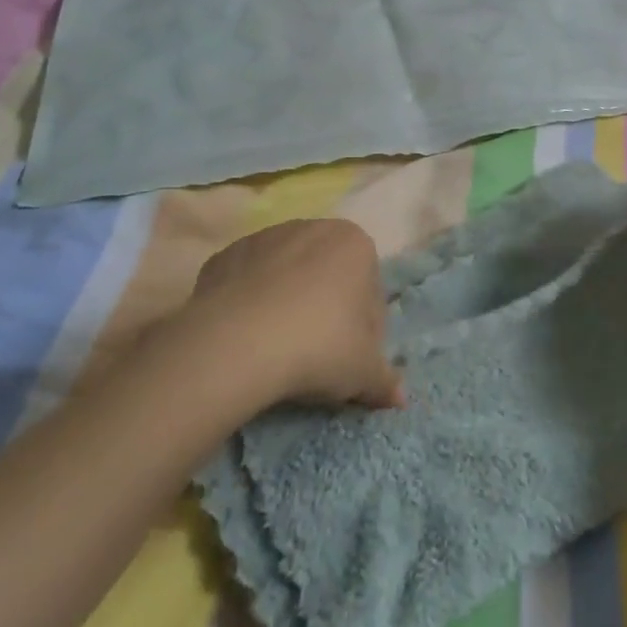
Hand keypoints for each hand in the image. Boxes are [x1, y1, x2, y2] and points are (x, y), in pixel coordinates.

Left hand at [184, 218, 404, 410]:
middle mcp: (312, 228)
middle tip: (317, 357)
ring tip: (277, 350)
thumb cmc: (318, 346)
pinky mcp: (225, 256)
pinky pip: (247, 282)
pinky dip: (250, 303)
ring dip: (287, 304)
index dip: (365, 329)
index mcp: (354, 244)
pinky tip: (246, 338)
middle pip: (327, 276)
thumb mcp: (363, 372)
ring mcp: (264, 237)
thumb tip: (400, 398)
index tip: (352, 358)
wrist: (235, 344)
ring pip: (286, 275)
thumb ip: (385, 380)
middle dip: (326, 310)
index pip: (370, 289)